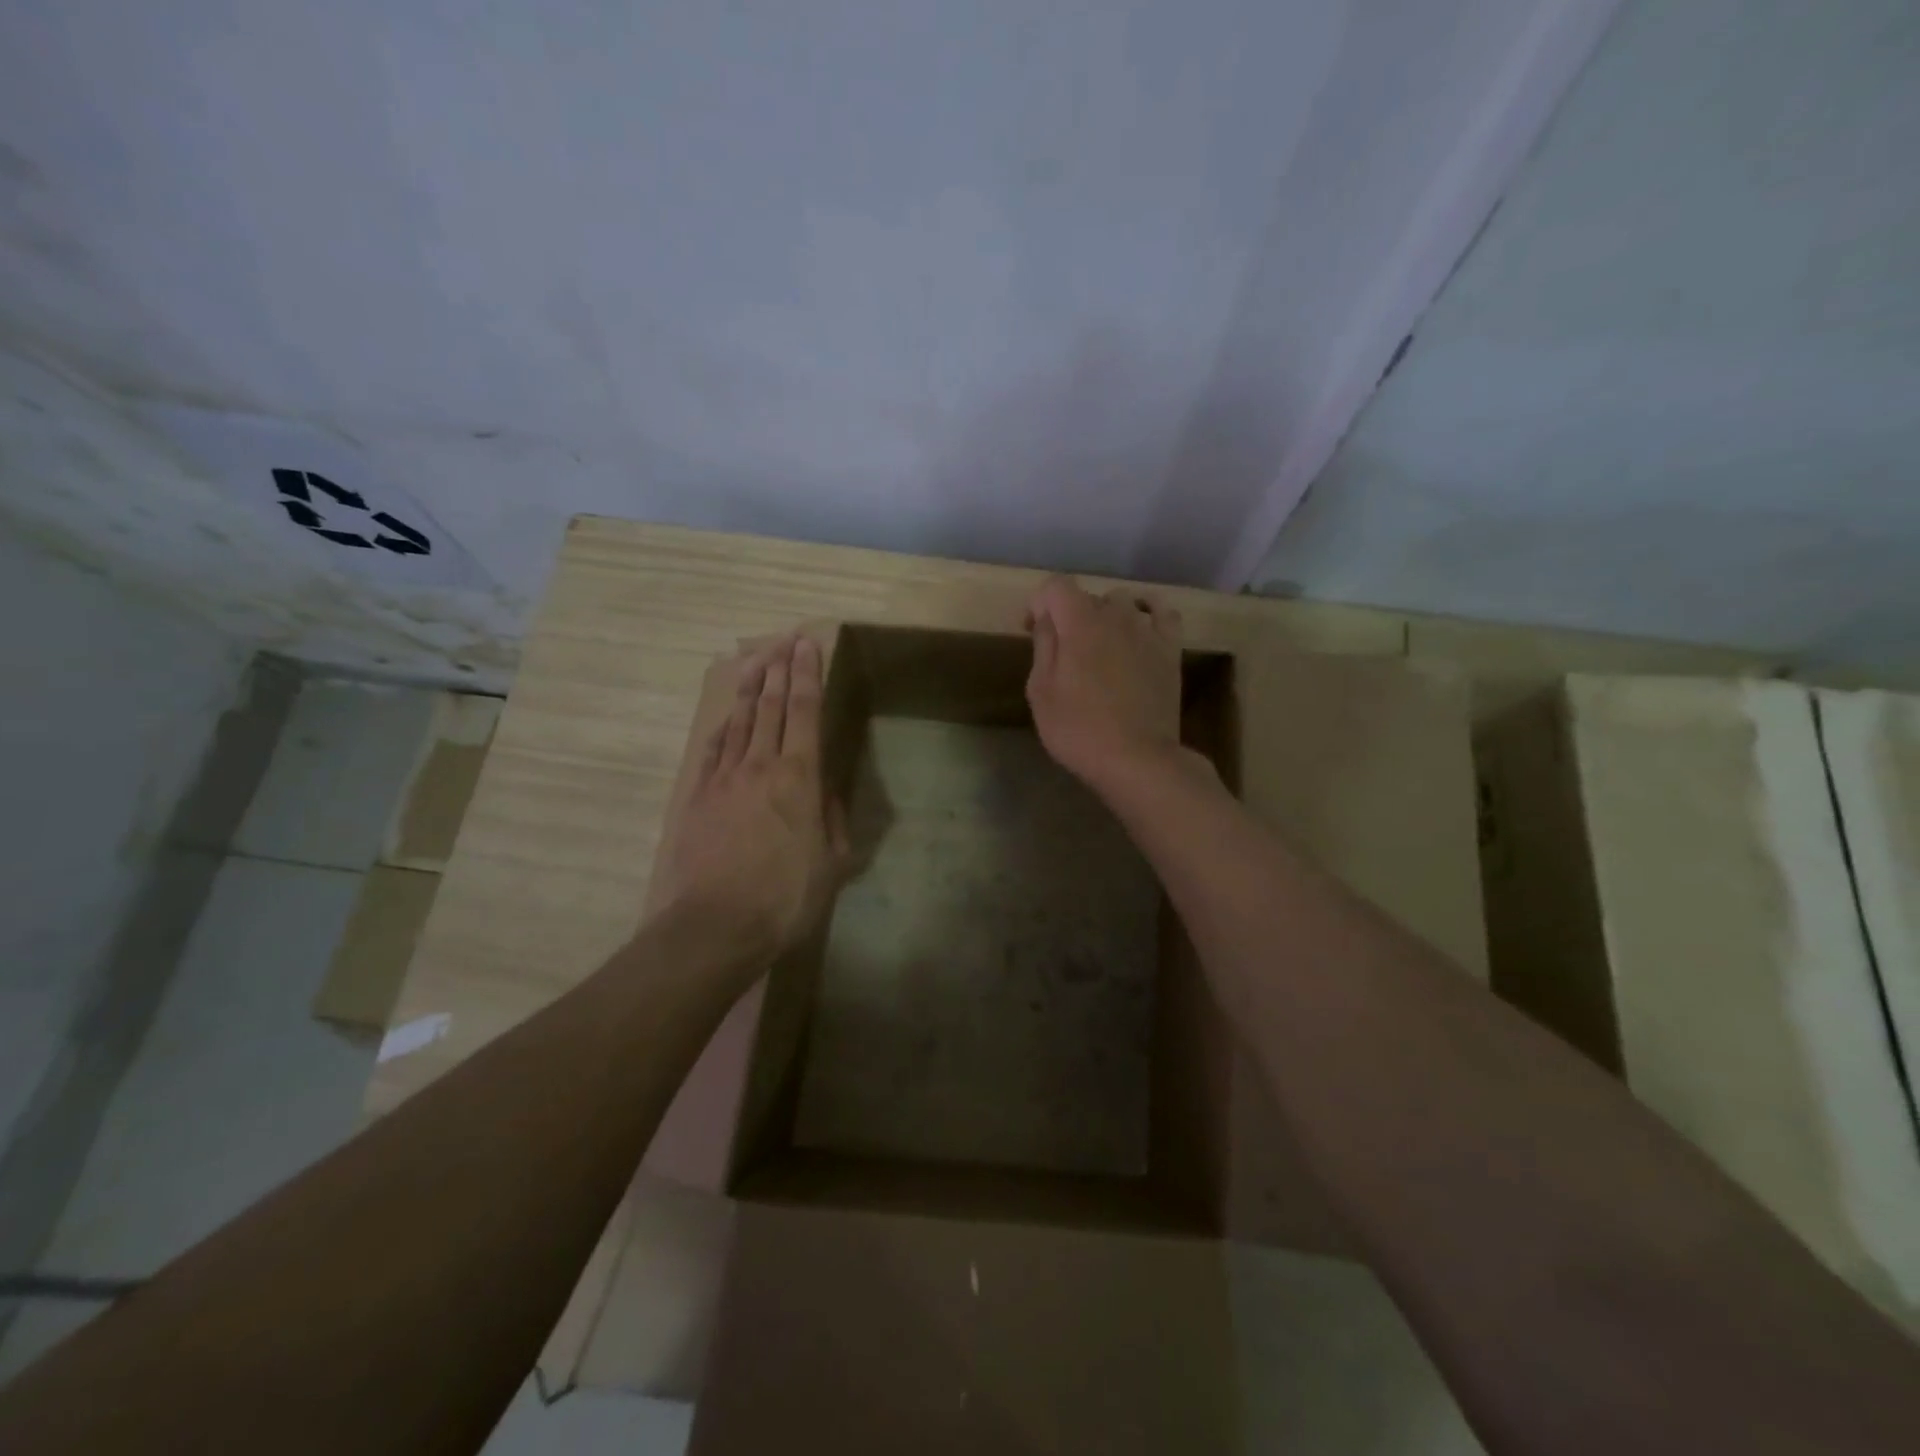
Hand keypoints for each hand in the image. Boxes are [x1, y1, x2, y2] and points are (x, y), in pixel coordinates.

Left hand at [651, 635, 851, 965]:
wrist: (715, 925)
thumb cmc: (785, 897)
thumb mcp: (832, 863)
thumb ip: (832, 820)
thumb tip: (826, 791)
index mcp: (799, 777)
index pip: (805, 711)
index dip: (808, 674)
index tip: (809, 645)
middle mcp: (761, 765)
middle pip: (772, 706)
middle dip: (780, 668)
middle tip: (785, 639)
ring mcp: (724, 778)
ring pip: (741, 720)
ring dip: (751, 688)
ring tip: (757, 660)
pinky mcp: (697, 796)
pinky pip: (713, 749)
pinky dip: (724, 726)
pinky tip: (728, 716)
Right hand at [1025, 575, 1184, 794]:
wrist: (1137, 759)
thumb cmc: (1079, 729)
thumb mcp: (1041, 692)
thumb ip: (1043, 646)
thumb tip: (1047, 620)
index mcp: (1078, 622)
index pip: (1054, 586)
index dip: (1037, 603)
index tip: (1031, 631)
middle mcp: (1115, 615)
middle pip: (1086, 596)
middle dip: (1068, 615)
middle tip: (1060, 651)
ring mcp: (1147, 630)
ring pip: (1122, 602)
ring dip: (1104, 615)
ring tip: (1099, 645)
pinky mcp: (1170, 649)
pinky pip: (1162, 612)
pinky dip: (1148, 612)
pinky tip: (1139, 627)